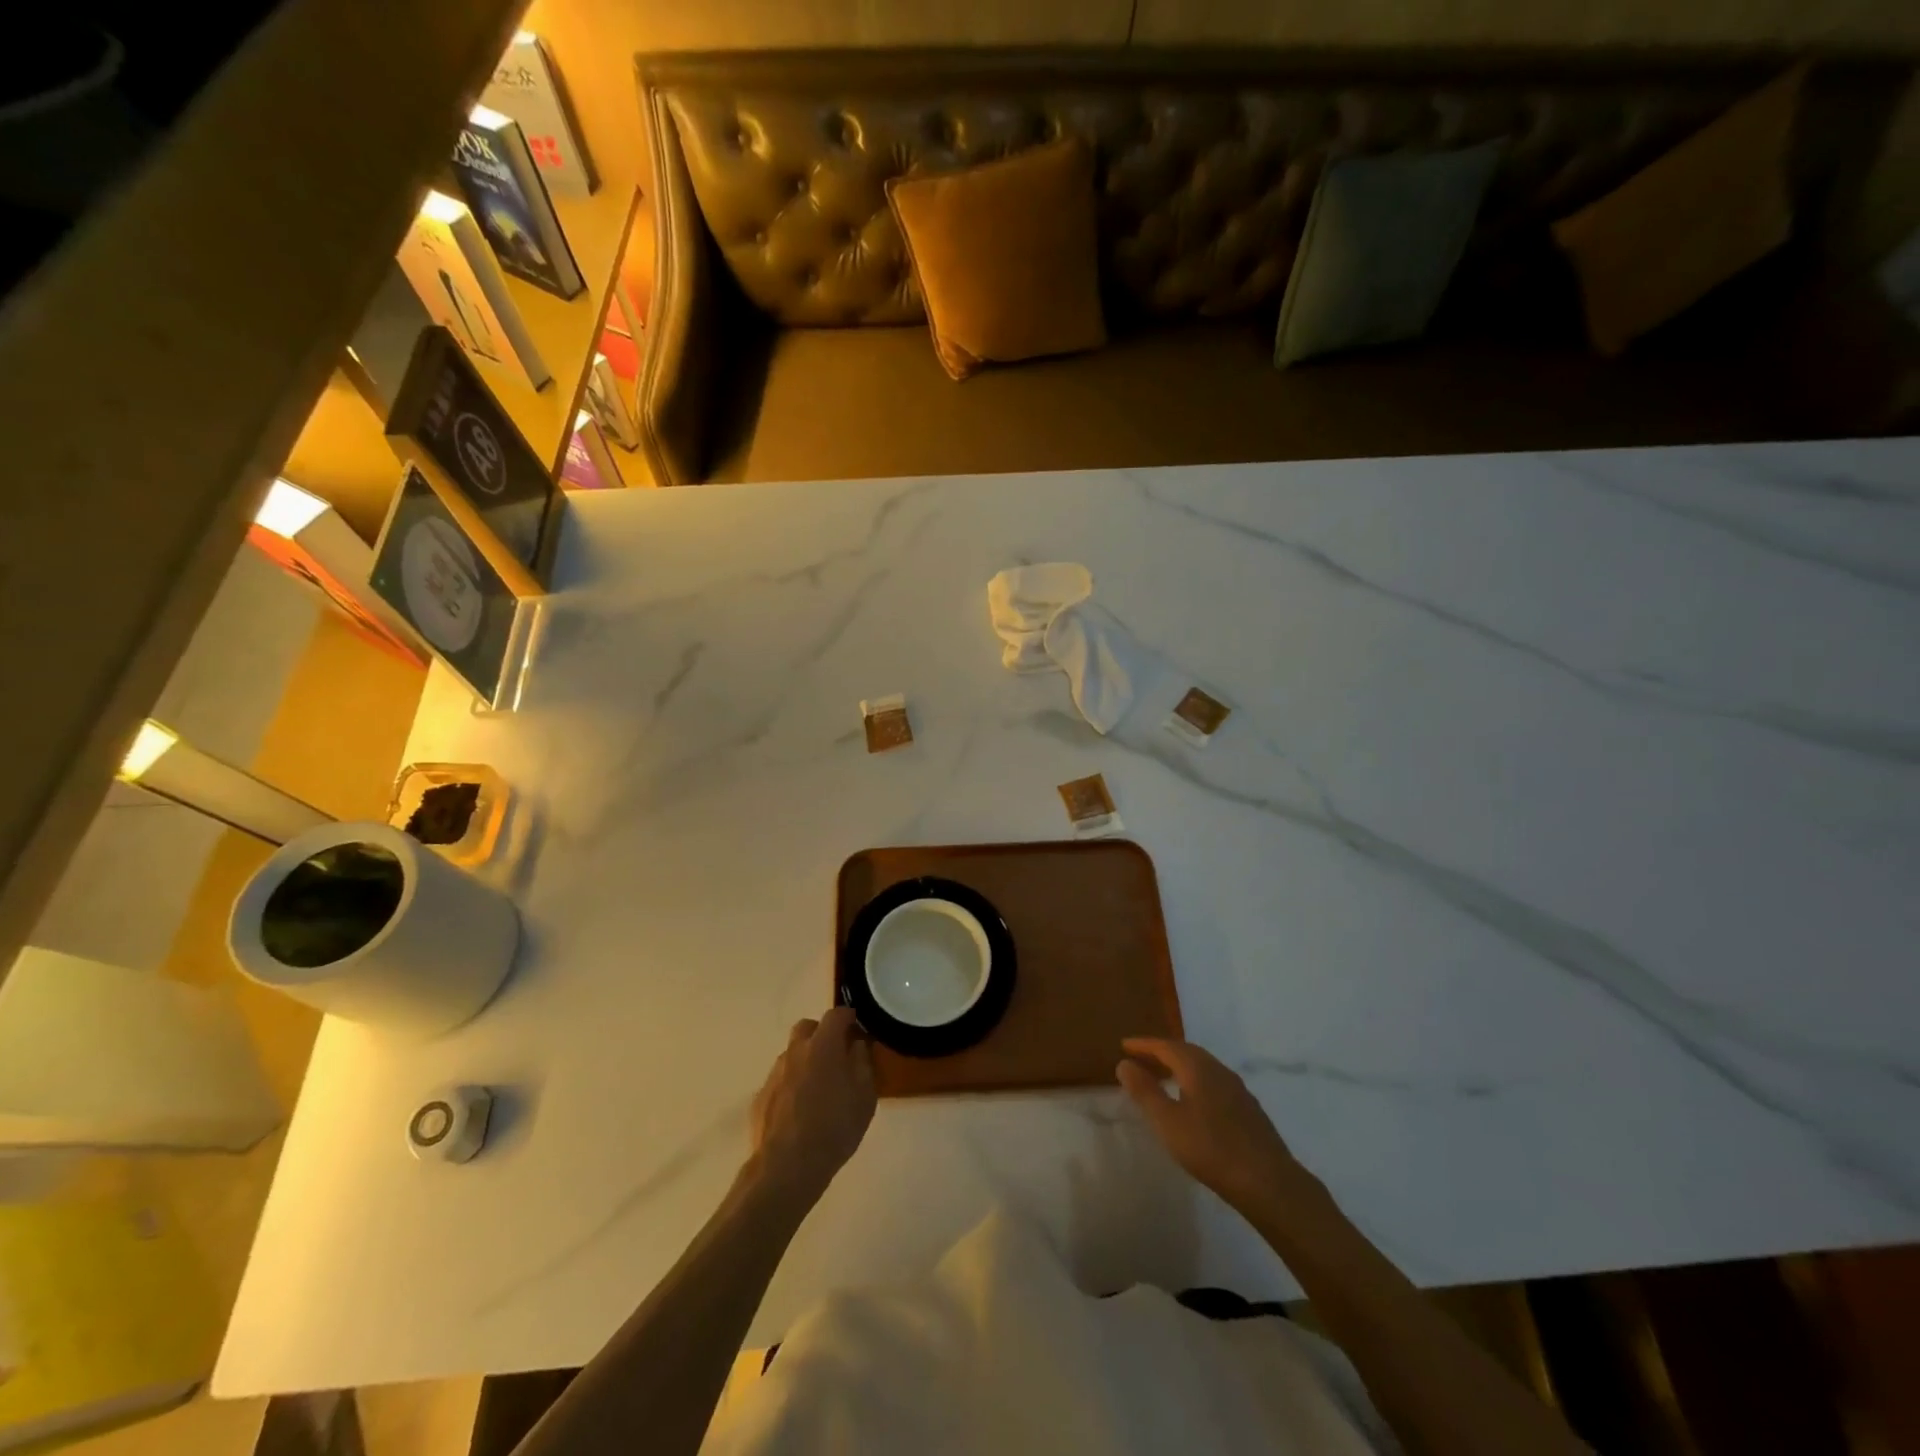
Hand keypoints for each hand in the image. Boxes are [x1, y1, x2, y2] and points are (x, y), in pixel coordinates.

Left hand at [747, 1007, 875, 1207]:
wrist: (787, 1167)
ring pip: (792, 1054)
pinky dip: (792, 1085)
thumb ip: (862, 1062)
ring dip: (806, 1060)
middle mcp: (795, 1052)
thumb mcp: (865, 1096)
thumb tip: (856, 1044)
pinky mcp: (760, 1098)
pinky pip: (781, 1080)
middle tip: (837, 1054)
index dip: (848, 1016)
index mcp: (822, 1046)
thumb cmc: (835, 1128)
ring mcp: (774, 1074)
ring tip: (820, 1088)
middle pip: (807, 1028)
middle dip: (822, 1033)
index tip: (857, 1027)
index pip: (836, 1014)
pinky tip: (801, 1110)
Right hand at [1118, 1037, 1304, 1213]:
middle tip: (1141, 1058)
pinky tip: (1194, 1101)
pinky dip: (1196, 1081)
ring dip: (1180, 1066)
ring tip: (1164, 1076)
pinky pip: (1214, 1083)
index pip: (1166, 1046)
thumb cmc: (1211, 1149)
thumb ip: (1144, 1091)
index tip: (1124, 1046)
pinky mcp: (1249, 1109)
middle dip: (1162, 1052)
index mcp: (1198, 1067)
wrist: (1269, 1183)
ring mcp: (1238, 1089)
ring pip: (1203, 1067)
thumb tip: (1124, 1063)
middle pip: (1186, 1052)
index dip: (1144, 1045)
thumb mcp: (1167, 1122)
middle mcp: (1219, 1070)